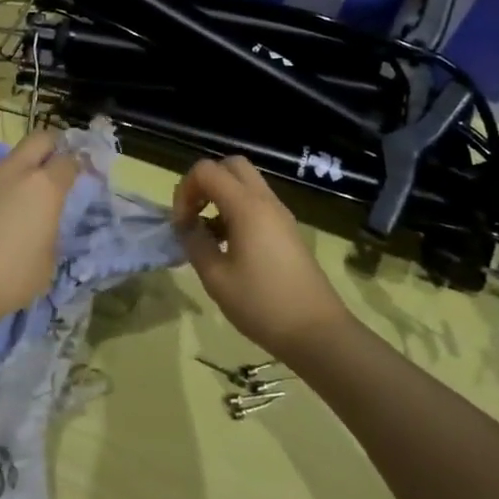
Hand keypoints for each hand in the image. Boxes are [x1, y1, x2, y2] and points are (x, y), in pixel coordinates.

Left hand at [0, 131, 81, 339]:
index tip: (74, 177)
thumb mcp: (45, 266)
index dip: (74, 167)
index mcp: (43, 189)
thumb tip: (38, 226)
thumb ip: (46, 235)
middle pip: (37, 139)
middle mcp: (10, 172)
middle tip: (45, 171)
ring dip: (4, 182)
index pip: (68, 161)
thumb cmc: (5, 280)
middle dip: (47, 148)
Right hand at [172, 156, 350, 357]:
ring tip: (208, 233)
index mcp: (247, 206)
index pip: (207, 171)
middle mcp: (266, 201)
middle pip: (231, 165)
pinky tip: (229, 246)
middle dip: (205, 182)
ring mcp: (280, 214)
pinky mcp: (287, 230)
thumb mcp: (216, 278)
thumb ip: (195, 243)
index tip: (181, 223)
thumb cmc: (262, 304)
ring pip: (246, 183)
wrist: (317, 332)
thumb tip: (185, 225)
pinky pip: (257, 203)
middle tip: (194, 214)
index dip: (185, 190)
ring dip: (221, 196)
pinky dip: (237, 209)